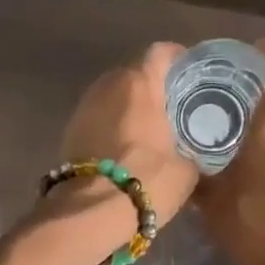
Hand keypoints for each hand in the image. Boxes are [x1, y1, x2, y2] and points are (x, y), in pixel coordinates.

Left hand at [56, 42, 199, 233]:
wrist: (89, 213)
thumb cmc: (146, 181)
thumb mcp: (187, 170)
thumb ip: (193, 150)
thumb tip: (195, 155)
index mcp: (140, 83)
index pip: (161, 52)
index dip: (177, 57)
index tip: (190, 71)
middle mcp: (109, 84)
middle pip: (135, 72)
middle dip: (153, 84)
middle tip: (174, 104)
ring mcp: (85, 105)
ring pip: (114, 93)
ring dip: (130, 104)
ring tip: (150, 125)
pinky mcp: (70, 128)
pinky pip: (99, 114)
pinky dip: (113, 122)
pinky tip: (127, 144)